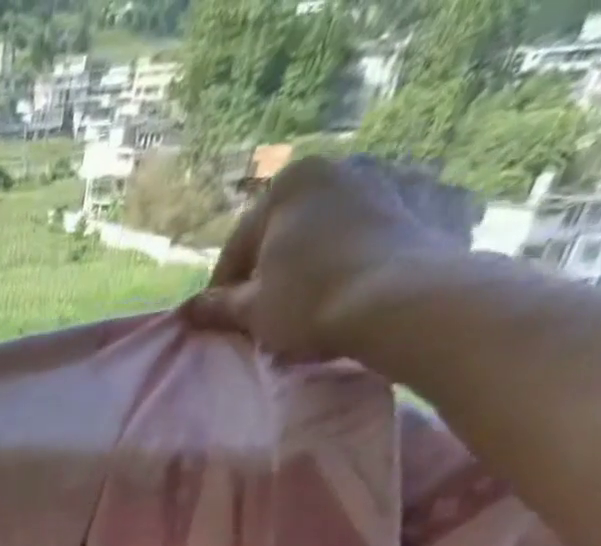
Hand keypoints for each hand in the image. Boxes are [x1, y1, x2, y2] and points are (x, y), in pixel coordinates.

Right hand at [181, 156, 473, 361]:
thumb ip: (216, 307)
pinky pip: (359, 236)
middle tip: (261, 314)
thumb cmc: (308, 300)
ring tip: (302, 305)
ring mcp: (381, 180)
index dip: (223, 291)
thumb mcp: (250, 310)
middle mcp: (335, 168)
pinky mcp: (414, 203)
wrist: (399, 300)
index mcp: (288, 184)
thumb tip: (187, 310)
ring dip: (306, 265)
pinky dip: (343, 260)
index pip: (237, 248)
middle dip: (268, 271)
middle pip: (282, 234)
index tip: (221, 322)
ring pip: (321, 234)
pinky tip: (338, 292)